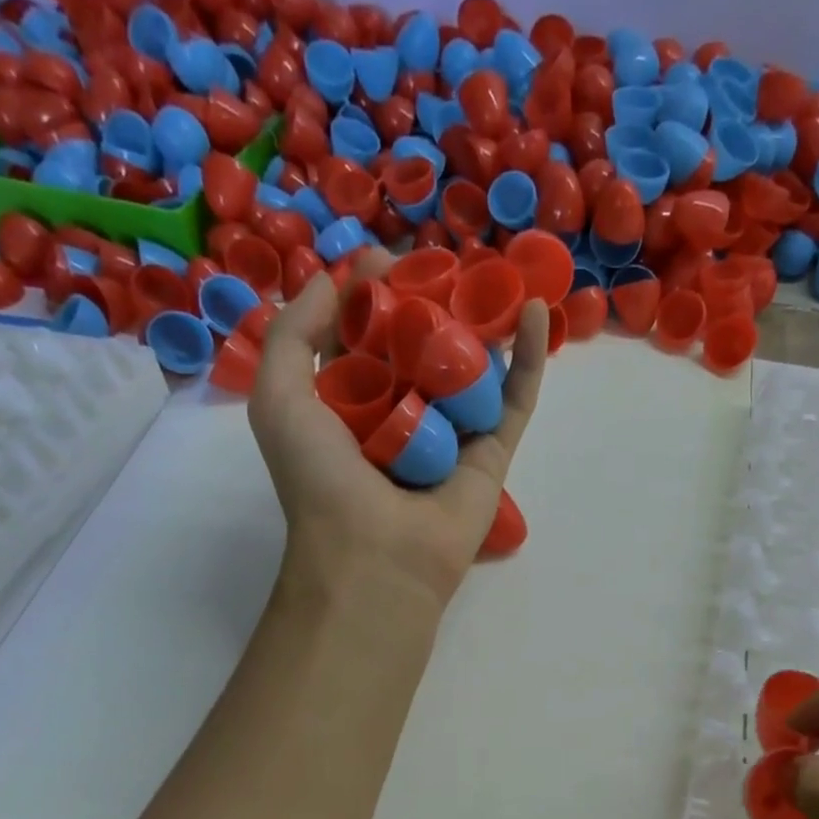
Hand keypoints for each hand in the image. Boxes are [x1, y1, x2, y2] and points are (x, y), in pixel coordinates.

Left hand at [247, 254, 549, 612]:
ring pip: (473, 369)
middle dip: (431, 303)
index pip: (364, 338)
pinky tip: (539, 313)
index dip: (372, 296)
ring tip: (493, 275)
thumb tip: (335, 285)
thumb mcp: (280, 400)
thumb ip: (293, 337)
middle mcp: (403, 417)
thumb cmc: (322, 482)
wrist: (378, 557)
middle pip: (422, 348)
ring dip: (483, 323)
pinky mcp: (493, 454)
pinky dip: (530, 358)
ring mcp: (452, 435)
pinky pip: (514, 400)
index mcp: (349, 406)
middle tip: (441, 263)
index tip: (383, 261)